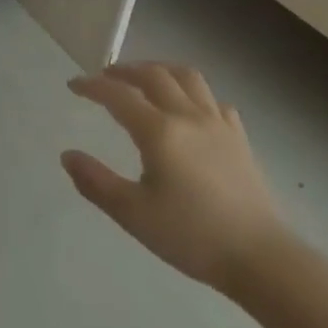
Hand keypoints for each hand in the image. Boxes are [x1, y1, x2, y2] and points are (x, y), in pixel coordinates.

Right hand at [62, 62, 290, 289]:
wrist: (259, 257)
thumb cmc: (190, 236)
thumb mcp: (133, 214)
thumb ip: (96, 182)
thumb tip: (68, 155)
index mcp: (158, 131)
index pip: (118, 95)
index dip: (92, 86)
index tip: (73, 85)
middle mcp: (188, 116)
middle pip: (154, 74)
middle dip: (125, 70)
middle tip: (105, 76)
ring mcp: (218, 123)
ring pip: (188, 78)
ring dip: (160, 70)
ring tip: (145, 78)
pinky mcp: (239, 138)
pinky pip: (214, 101)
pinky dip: (194, 94)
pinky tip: (190, 110)